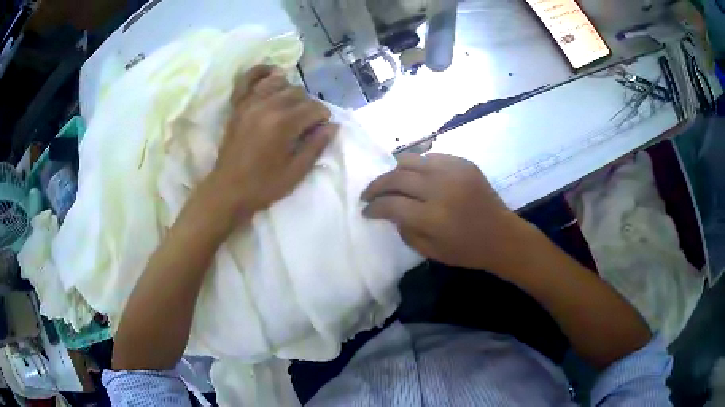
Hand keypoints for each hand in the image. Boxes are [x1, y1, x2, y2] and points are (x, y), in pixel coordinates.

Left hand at [207, 65, 337, 216]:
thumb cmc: (263, 186)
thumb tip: (332, 126)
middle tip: (307, 122)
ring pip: (278, 82)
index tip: (321, 128)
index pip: (314, 107)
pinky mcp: (237, 106)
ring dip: (290, 90)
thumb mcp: (296, 172)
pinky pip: (248, 79)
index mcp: (283, 124)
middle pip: (298, 93)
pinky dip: (260, 72)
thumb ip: (316, 146)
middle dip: (308, 105)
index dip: (322, 117)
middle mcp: (267, 106)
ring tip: (292, 105)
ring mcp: (249, 103)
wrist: (227, 191)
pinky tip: (272, 72)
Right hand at [361, 153, 535, 274]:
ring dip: (395, 171)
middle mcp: (440, 188)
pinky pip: (432, 157)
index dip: (373, 207)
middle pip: (396, 177)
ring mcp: (453, 171)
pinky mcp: (464, 163)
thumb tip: (390, 212)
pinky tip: (419, 177)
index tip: (366, 210)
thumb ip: (405, 230)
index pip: (390, 204)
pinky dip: (419, 166)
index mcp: (432, 217)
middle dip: (376, 186)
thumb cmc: (467, 250)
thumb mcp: (430, 251)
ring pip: (410, 160)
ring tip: (391, 182)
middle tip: (369, 194)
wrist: (502, 236)